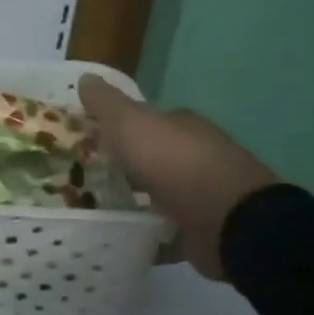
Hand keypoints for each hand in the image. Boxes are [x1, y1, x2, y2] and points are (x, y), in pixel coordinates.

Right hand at [77, 74, 278, 280]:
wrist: (229, 222)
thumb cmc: (175, 165)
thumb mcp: (131, 125)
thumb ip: (107, 104)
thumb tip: (85, 77)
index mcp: (181, 126)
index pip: (145, 119)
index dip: (117, 126)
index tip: (87, 140)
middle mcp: (195, 154)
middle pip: (152, 155)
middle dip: (124, 164)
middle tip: (85, 176)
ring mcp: (202, 193)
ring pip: (159, 192)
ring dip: (136, 199)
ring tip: (97, 209)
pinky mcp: (202, 228)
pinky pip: (167, 228)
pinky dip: (149, 232)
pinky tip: (125, 237)